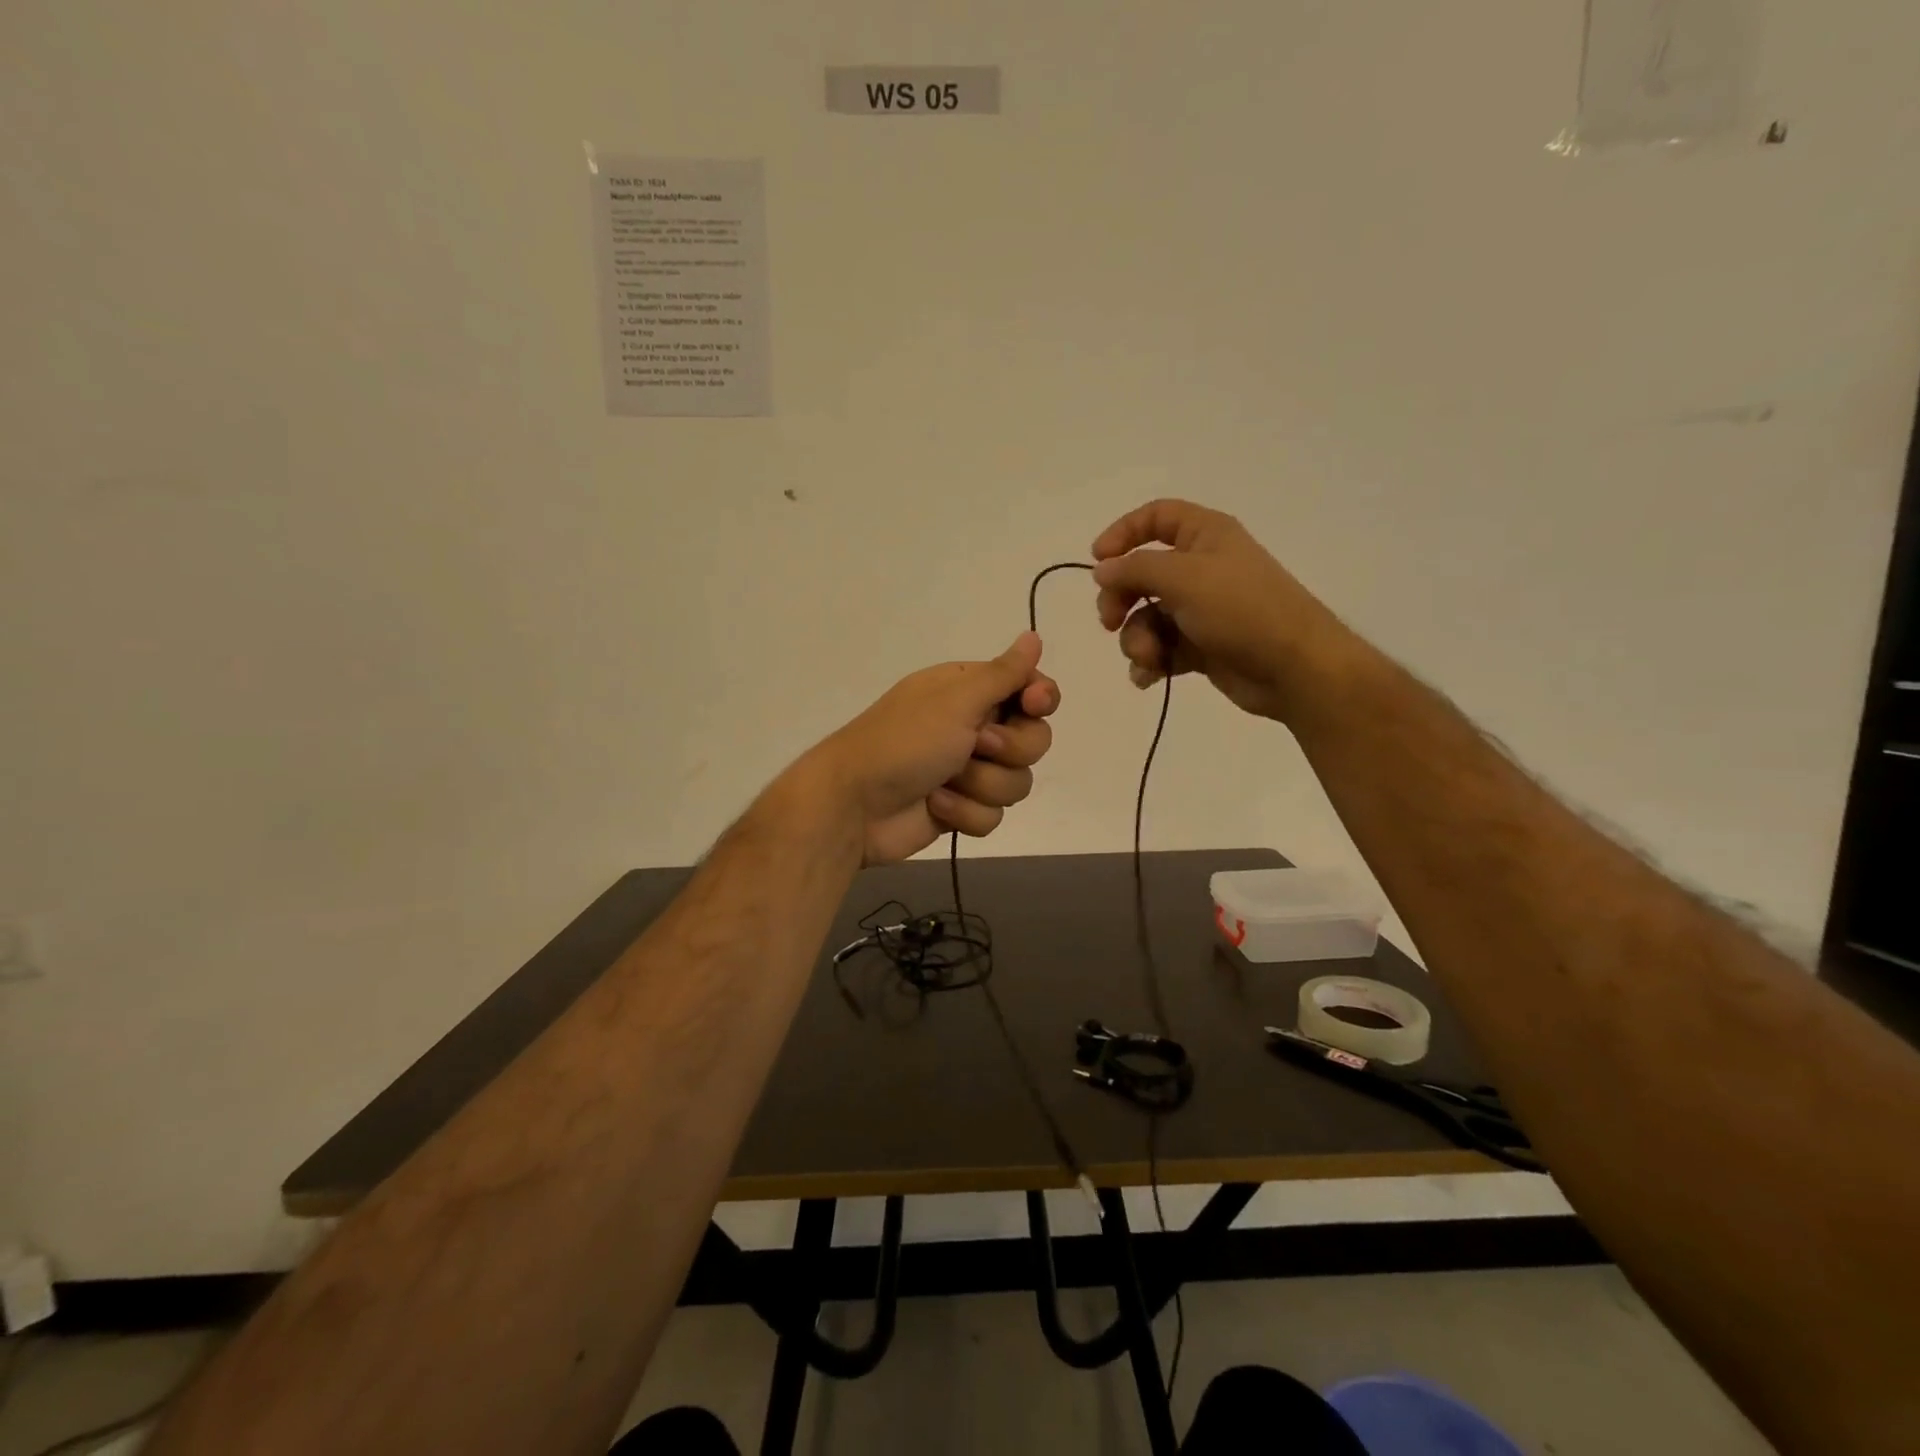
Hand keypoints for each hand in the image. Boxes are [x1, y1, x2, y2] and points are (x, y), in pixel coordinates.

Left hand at [811, 632, 1060, 865]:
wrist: (854, 804)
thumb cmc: (904, 741)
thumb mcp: (956, 700)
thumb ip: (1003, 673)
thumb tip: (1034, 636)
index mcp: (969, 690)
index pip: (1029, 688)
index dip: (1041, 699)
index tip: (1034, 705)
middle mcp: (973, 726)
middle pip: (1034, 739)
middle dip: (1010, 749)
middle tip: (977, 746)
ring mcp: (968, 770)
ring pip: (1016, 782)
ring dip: (982, 785)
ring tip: (945, 781)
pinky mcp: (961, 809)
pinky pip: (993, 815)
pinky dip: (965, 813)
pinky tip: (935, 806)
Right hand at [1091, 499, 1352, 722]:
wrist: (1293, 668)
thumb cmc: (1242, 610)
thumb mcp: (1184, 578)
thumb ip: (1135, 569)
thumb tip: (1102, 570)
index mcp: (1205, 536)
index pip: (1156, 518)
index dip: (1123, 533)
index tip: (1097, 561)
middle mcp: (1201, 568)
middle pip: (1141, 574)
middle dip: (1120, 599)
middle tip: (1110, 622)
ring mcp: (1200, 610)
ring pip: (1146, 618)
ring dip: (1137, 640)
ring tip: (1150, 658)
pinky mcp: (1200, 647)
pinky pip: (1161, 648)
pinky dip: (1151, 662)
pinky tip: (1150, 677)